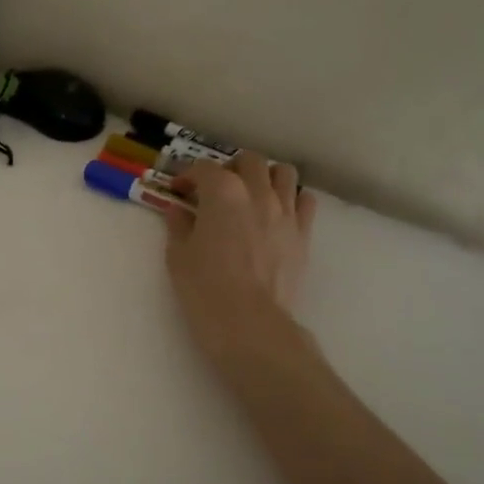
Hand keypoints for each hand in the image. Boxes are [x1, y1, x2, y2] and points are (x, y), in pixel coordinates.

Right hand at [165, 152, 315, 359]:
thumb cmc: (205, 289)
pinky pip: (305, 201)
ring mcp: (285, 212)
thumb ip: (179, 226)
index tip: (180, 191)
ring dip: (266, 176)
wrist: (249, 323)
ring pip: (284, 173)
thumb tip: (179, 211)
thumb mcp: (178, 256)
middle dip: (231, 167)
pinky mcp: (303, 234)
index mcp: (222, 193)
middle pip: (249, 160)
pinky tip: (278, 213)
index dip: (188, 176)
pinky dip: (292, 199)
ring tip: (253, 193)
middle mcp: (257, 193)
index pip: (204, 169)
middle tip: (218, 187)